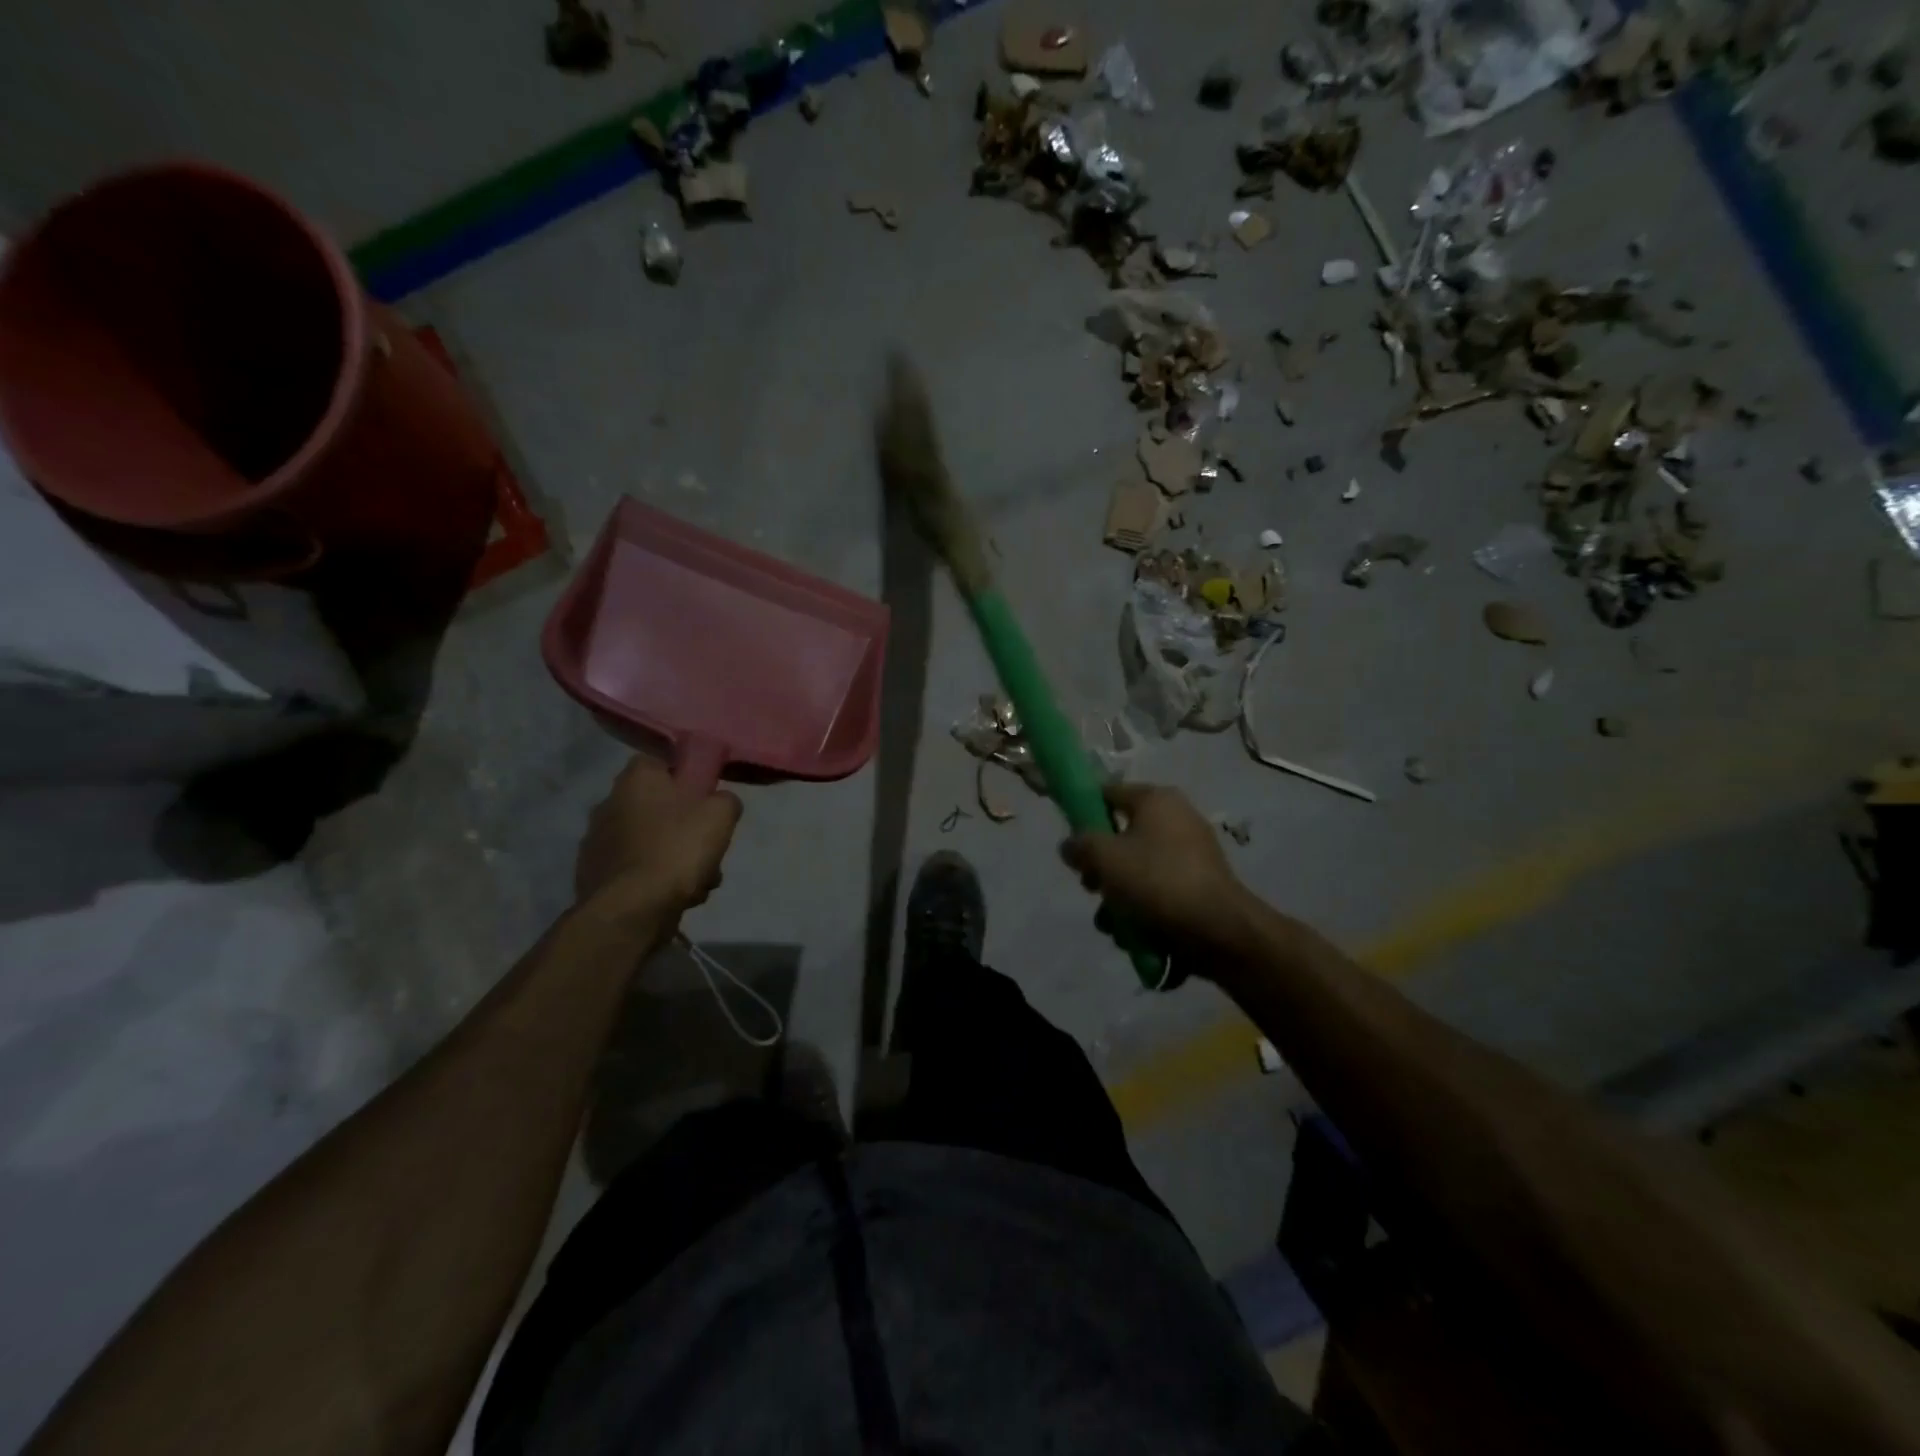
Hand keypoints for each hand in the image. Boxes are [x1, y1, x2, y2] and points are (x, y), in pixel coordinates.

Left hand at [575, 756, 741, 919]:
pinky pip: (636, 870)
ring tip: (698, 881)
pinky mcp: (593, 876)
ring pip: (650, 842)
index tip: (705, 798)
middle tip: (706, 845)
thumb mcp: (720, 815)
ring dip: (673, 857)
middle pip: (657, 806)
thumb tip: (720, 802)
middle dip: (683, 825)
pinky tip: (676, 898)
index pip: (660, 762)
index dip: (686, 778)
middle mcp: (608, 803)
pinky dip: (655, 880)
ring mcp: (596, 842)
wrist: (631, 910)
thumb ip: (725, 800)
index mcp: (635, 779)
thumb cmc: (676, 850)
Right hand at [1062, 782, 1247, 953]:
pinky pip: (1158, 891)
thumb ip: (1079, 845)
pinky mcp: (1198, 886)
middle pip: (1120, 836)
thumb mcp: (1104, 858)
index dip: (1082, 814)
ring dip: (1117, 897)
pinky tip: (1135, 936)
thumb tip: (1070, 845)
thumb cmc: (1157, 881)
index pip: (1107, 793)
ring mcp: (1191, 854)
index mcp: (1156, 800)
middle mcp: (1176, 818)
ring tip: (1113, 924)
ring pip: (1136, 870)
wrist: (1219, 931)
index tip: (1071, 843)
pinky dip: (1143, 910)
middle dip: (1100, 868)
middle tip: (1092, 887)